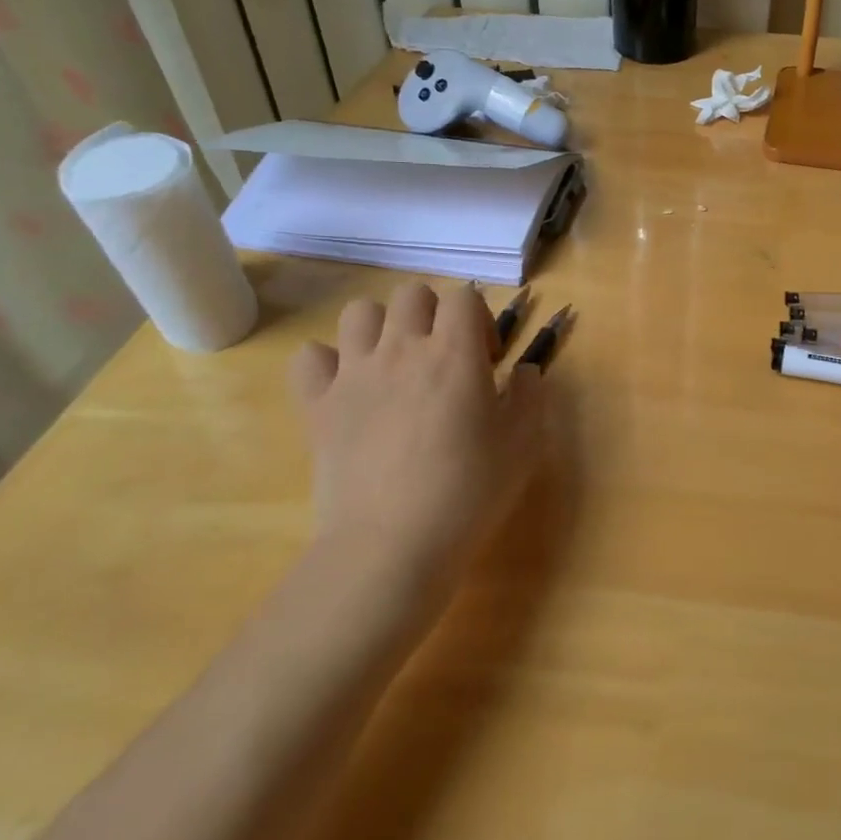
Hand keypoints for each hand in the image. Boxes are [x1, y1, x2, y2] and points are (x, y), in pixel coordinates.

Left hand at [289, 282, 545, 594]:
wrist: (392, 545)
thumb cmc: (468, 492)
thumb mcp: (524, 444)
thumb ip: (531, 396)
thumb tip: (524, 372)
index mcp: (454, 353)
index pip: (464, 296)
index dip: (479, 318)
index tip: (487, 360)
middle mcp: (400, 349)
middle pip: (412, 294)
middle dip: (434, 315)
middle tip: (444, 359)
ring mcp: (353, 373)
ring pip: (359, 312)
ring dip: (382, 328)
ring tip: (395, 365)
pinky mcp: (317, 405)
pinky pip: (309, 357)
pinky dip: (327, 363)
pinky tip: (346, 388)